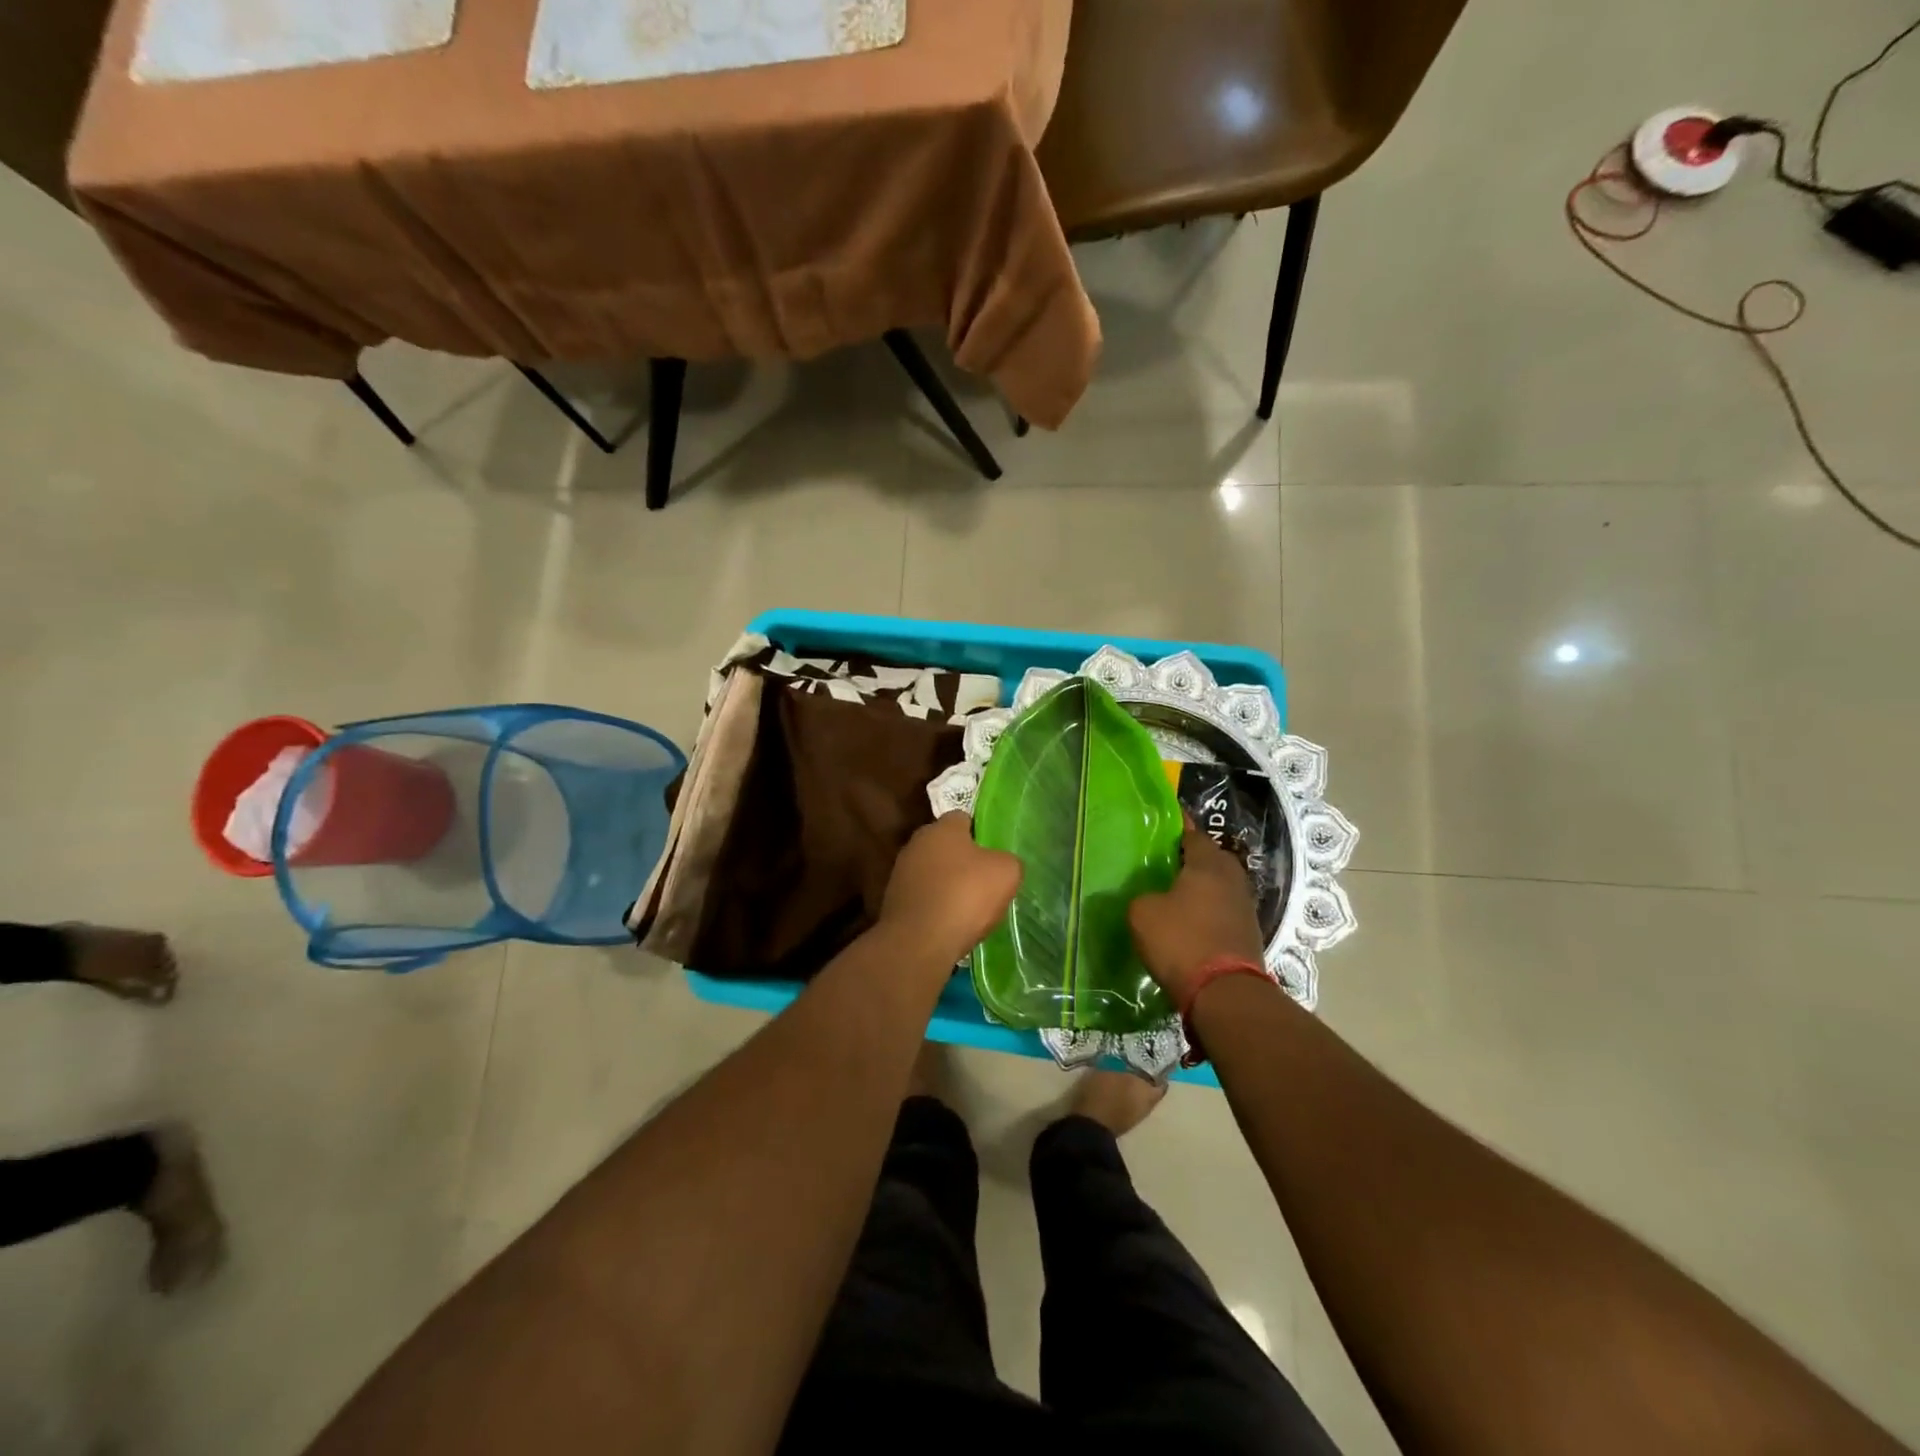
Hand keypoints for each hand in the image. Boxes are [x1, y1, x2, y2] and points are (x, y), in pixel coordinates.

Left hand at [878, 814, 1021, 969]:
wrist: (919, 941)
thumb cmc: (965, 895)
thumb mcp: (1006, 873)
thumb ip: (1007, 860)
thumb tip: (1000, 863)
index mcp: (942, 828)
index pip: (963, 818)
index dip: (981, 833)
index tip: (994, 853)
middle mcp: (916, 843)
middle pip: (945, 846)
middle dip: (962, 860)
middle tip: (984, 881)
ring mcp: (901, 873)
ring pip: (933, 872)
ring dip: (947, 885)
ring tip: (969, 908)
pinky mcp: (894, 901)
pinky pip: (923, 897)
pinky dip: (935, 907)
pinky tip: (950, 924)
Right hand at [1128, 828, 1266, 1004]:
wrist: (1224, 994)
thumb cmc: (1181, 940)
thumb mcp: (1142, 912)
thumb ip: (1143, 896)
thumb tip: (1151, 898)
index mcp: (1208, 863)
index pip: (1191, 833)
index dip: (1175, 828)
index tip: (1159, 826)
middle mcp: (1232, 878)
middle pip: (1209, 859)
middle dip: (1188, 859)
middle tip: (1161, 862)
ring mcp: (1244, 906)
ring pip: (1217, 886)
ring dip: (1199, 888)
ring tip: (1171, 892)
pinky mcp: (1247, 933)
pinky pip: (1221, 910)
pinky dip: (1206, 911)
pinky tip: (1187, 920)